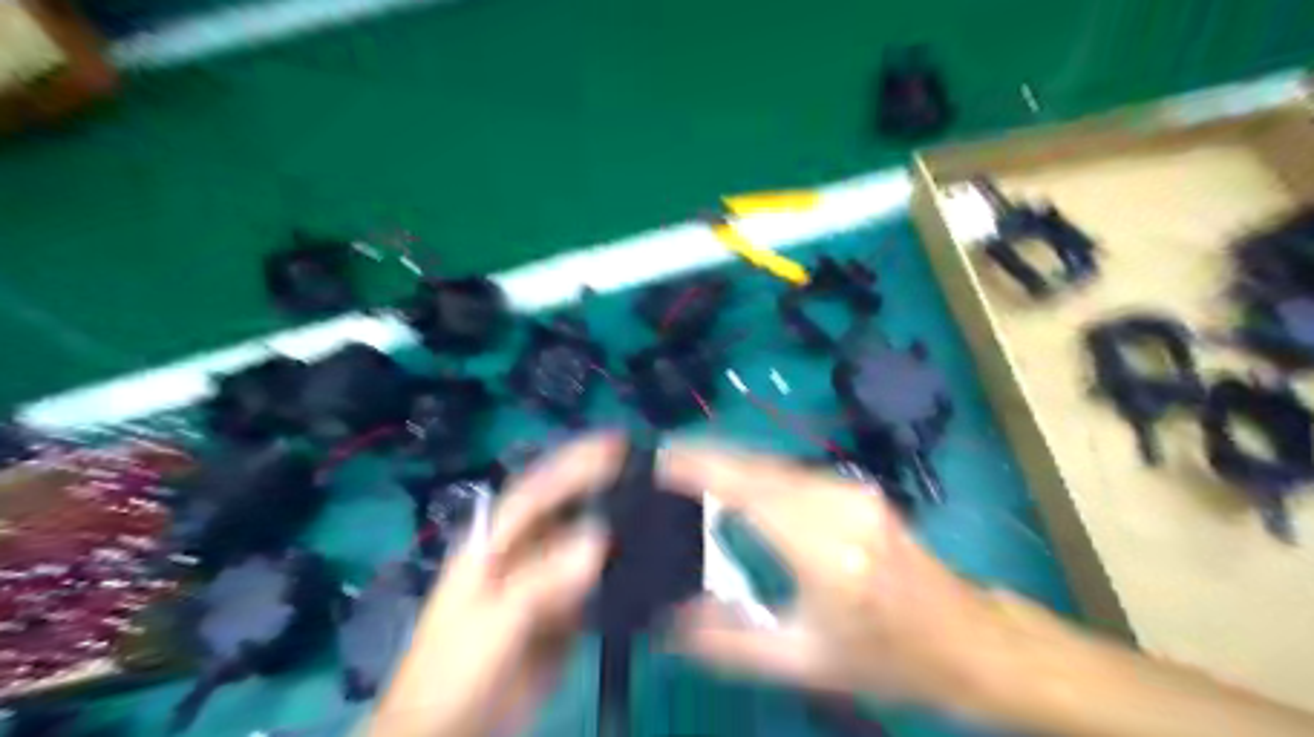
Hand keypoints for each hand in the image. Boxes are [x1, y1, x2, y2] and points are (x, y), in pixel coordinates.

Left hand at [365, 436, 620, 734]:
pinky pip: (596, 584)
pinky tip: (645, 563)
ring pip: (585, 545)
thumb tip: (600, 539)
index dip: (574, 463)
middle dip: (601, 485)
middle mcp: (522, 554)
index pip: (537, 491)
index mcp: (494, 544)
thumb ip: (543, 580)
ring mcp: (544, 584)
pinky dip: (619, 571)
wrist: (452, 732)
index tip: (614, 446)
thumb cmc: (456, 670)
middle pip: (566, 510)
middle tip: (643, 466)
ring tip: (654, 506)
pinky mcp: (563, 616)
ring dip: (616, 526)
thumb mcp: (494, 620)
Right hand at [663, 444, 1009, 714]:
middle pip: (758, 469)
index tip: (659, 460)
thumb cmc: (888, 659)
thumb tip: (669, 622)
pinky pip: (793, 473)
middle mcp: (841, 508)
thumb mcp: (805, 662)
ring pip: (775, 465)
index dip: (702, 469)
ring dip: (731, 464)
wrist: (969, 641)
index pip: (751, 492)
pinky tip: (734, 483)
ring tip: (687, 474)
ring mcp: (854, 492)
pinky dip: (757, 473)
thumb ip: (729, 642)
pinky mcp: (858, 490)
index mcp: (826, 553)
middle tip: (662, 467)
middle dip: (707, 460)